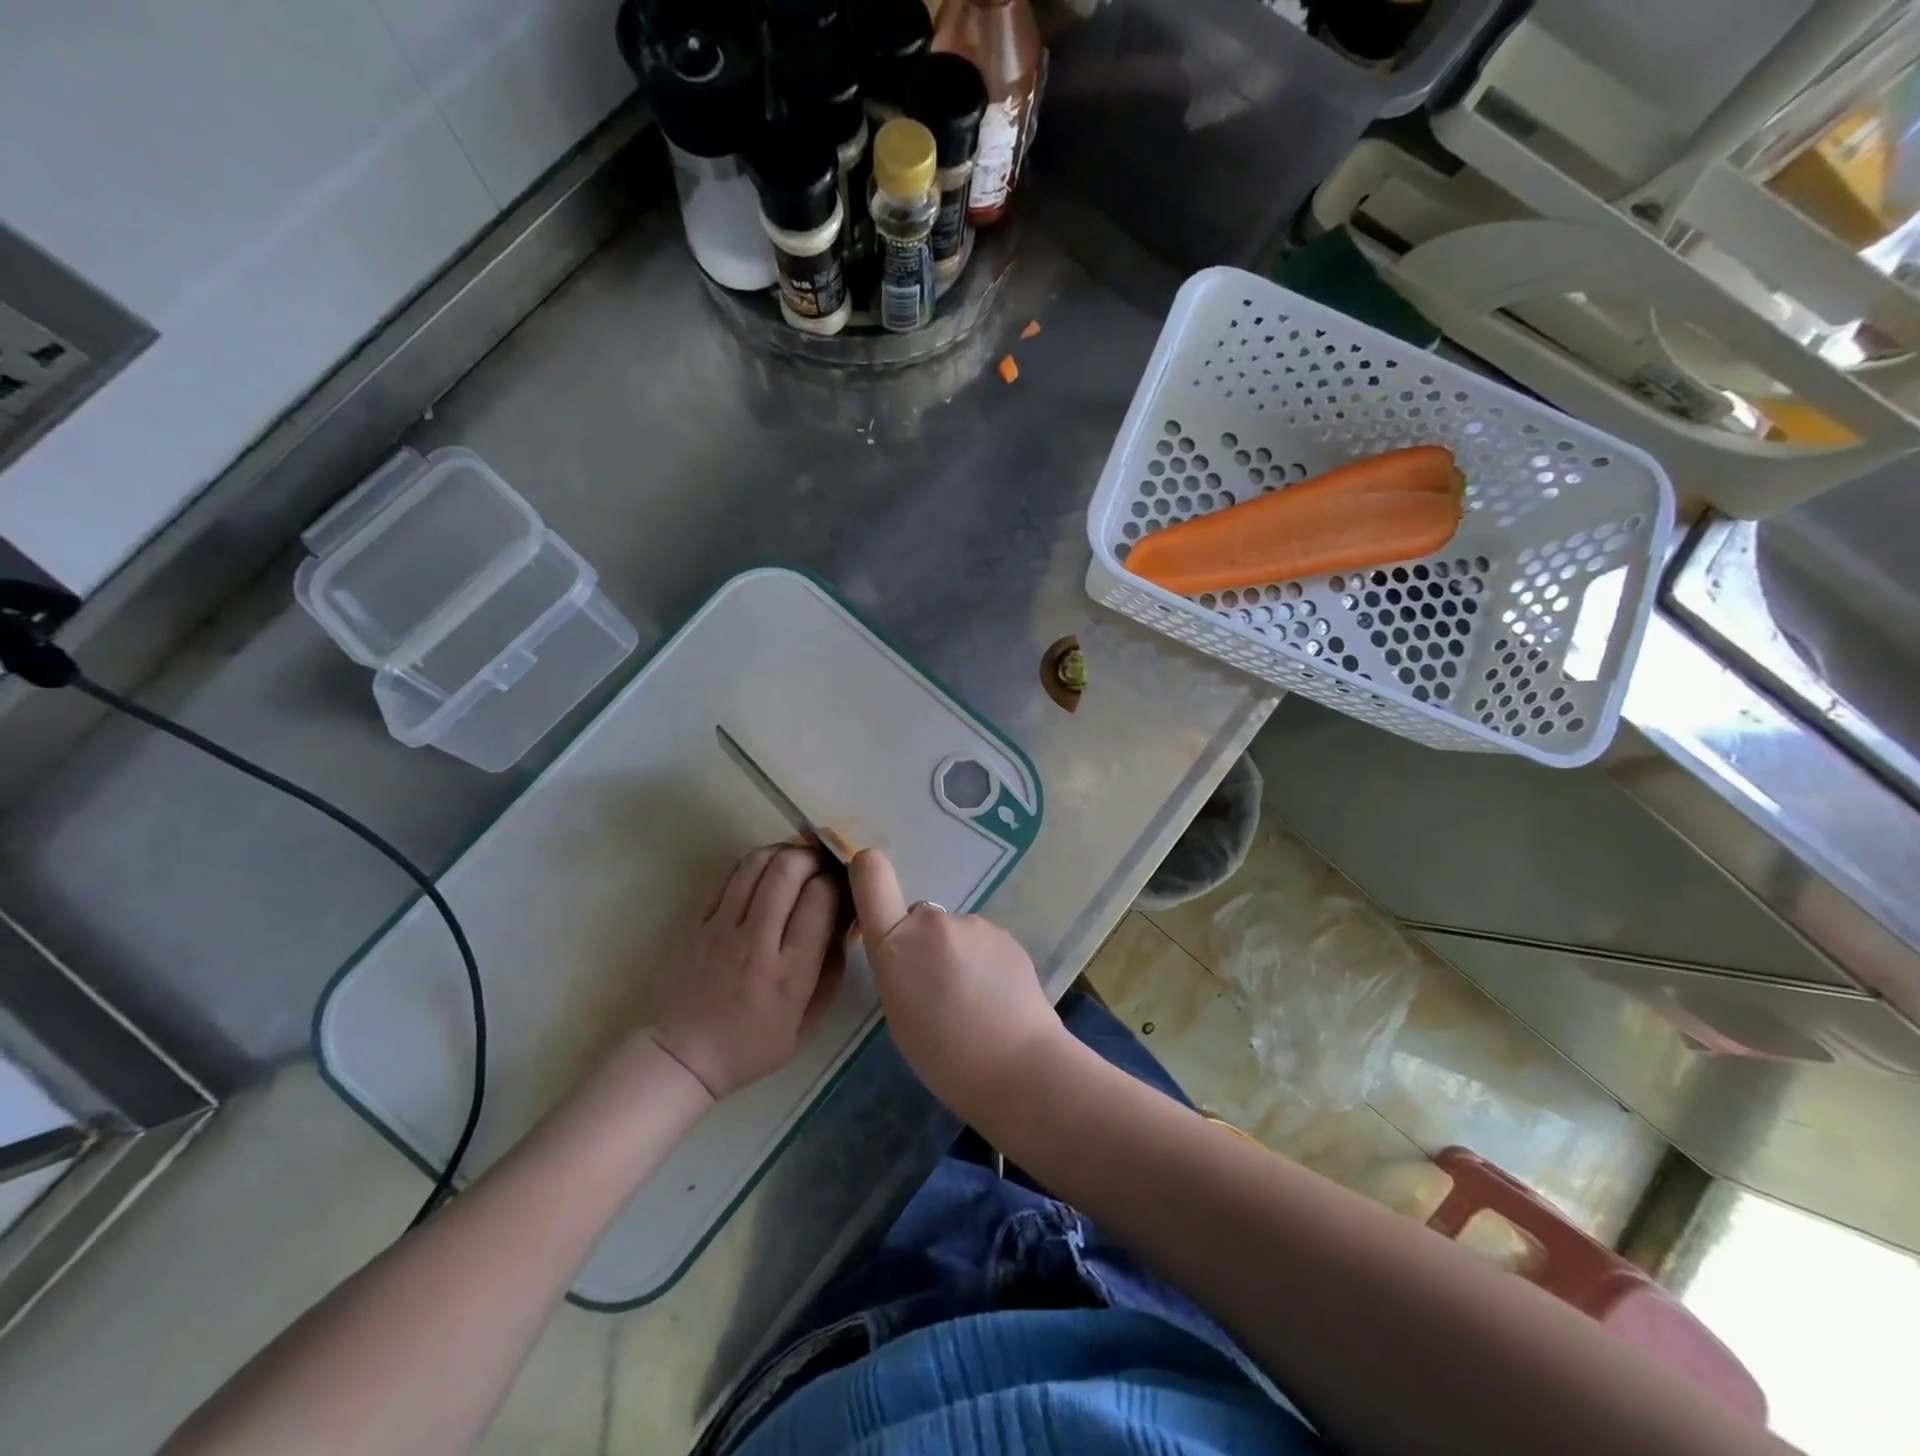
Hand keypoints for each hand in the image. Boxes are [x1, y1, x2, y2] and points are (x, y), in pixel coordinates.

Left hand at [648, 844, 845, 1100]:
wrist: (678, 1058)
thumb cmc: (749, 1047)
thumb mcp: (807, 1025)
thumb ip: (832, 971)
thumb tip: (847, 922)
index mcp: (790, 973)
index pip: (821, 899)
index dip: (837, 881)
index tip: (842, 886)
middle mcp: (756, 942)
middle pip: (789, 870)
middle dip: (812, 857)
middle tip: (820, 864)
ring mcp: (720, 928)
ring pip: (756, 864)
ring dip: (782, 853)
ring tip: (793, 862)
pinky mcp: (693, 921)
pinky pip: (727, 876)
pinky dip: (751, 865)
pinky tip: (762, 873)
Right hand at [849, 849, 1066, 1121]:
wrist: (1017, 1065)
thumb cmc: (943, 1055)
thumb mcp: (897, 1011)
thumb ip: (897, 966)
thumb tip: (912, 952)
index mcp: (895, 944)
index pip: (871, 878)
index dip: (866, 868)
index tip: (865, 870)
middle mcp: (931, 921)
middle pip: (917, 917)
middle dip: (922, 941)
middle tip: (938, 987)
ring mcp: (973, 923)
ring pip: (952, 932)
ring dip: (955, 953)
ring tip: (972, 998)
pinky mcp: (1005, 933)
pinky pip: (981, 942)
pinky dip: (983, 960)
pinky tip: (995, 995)